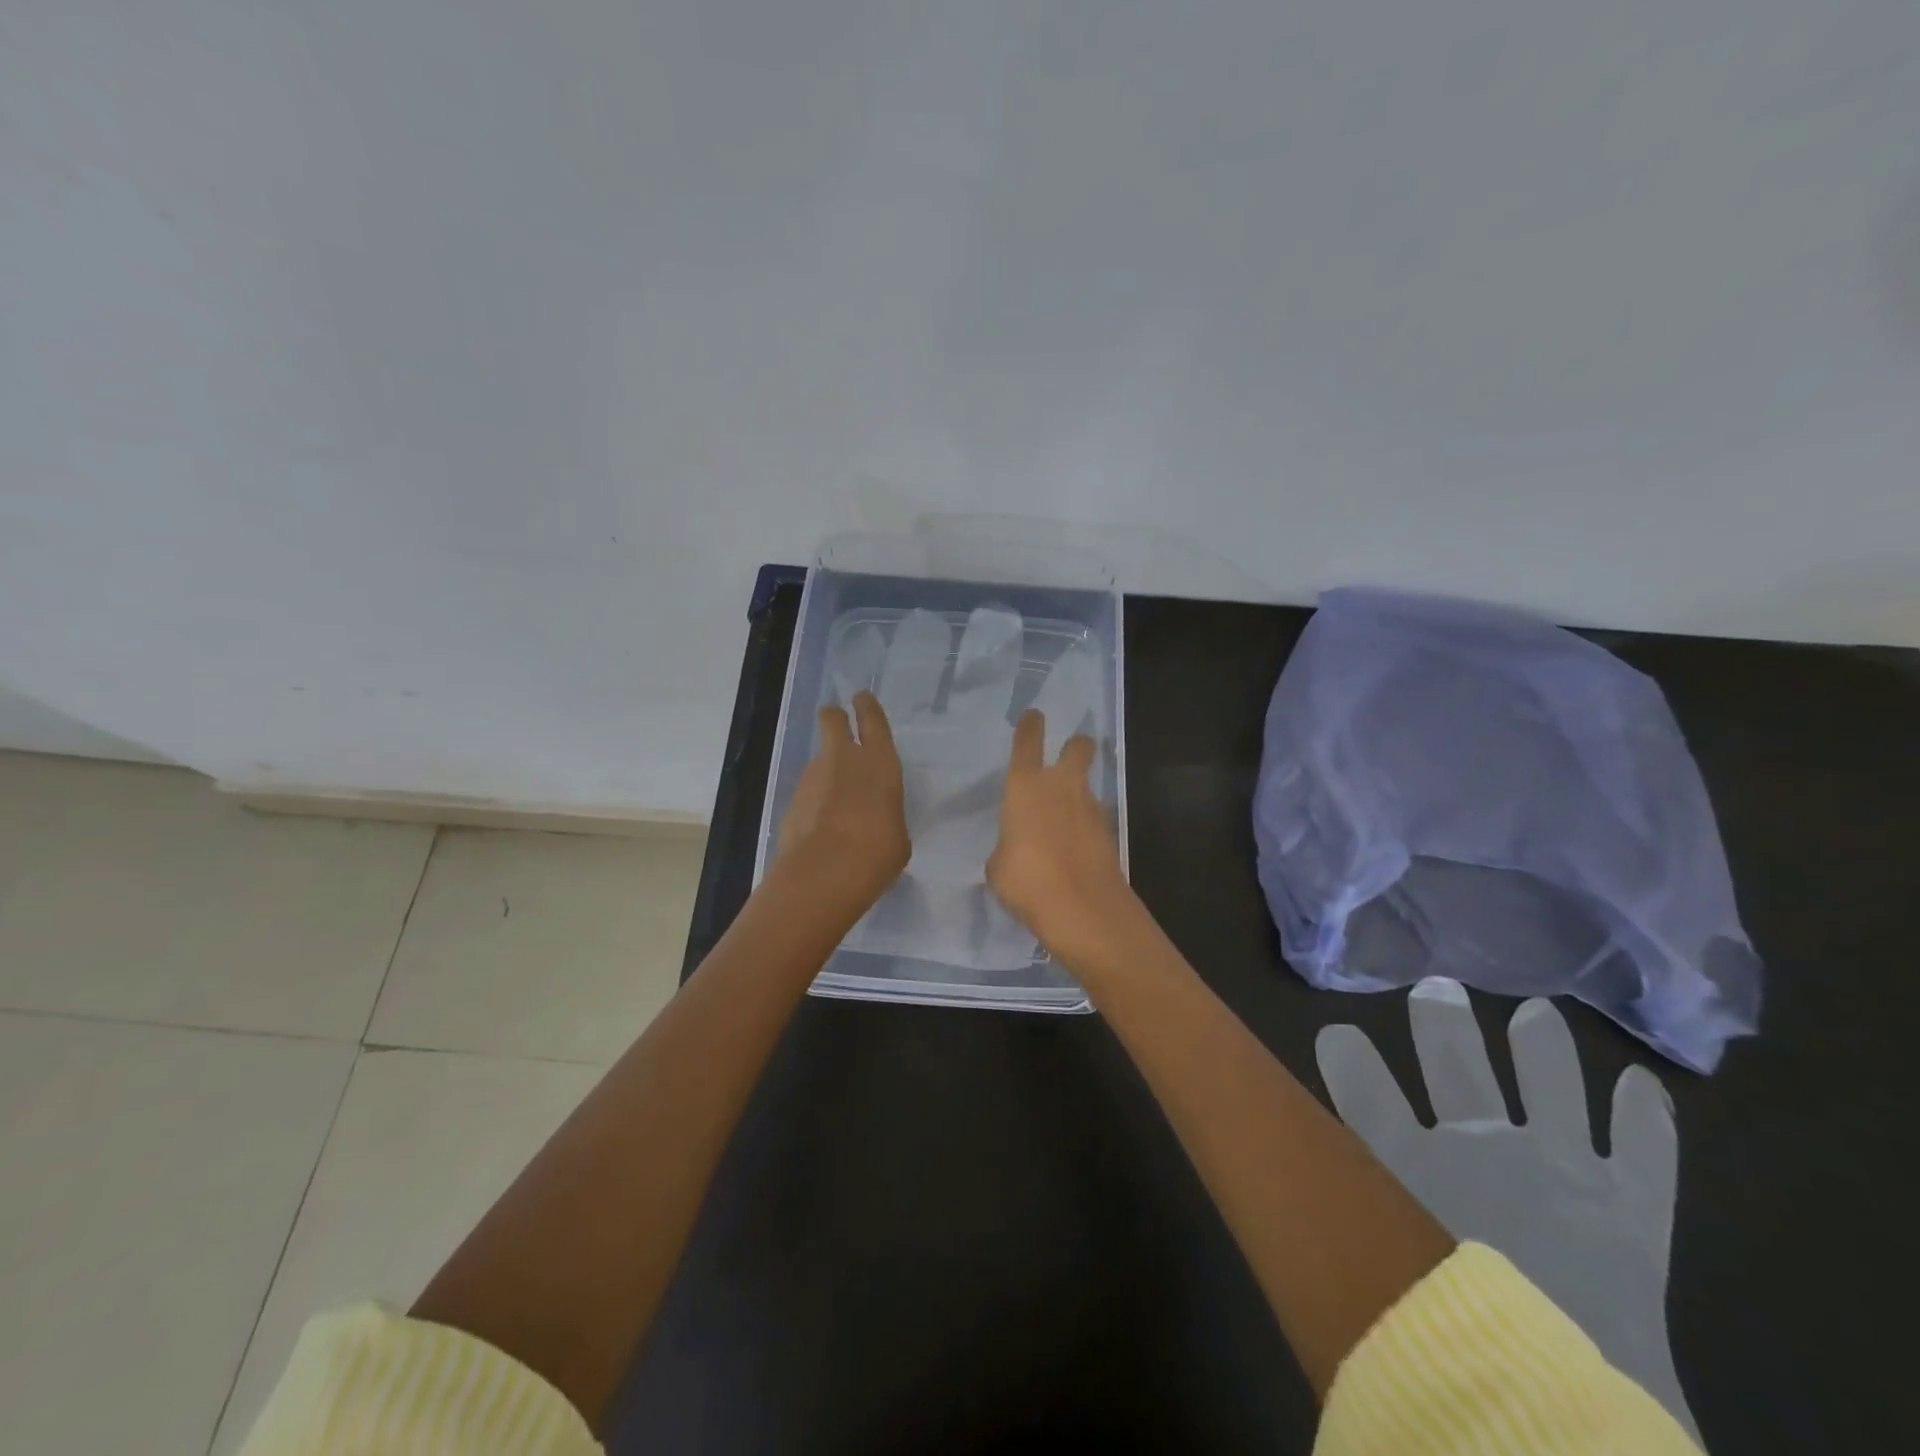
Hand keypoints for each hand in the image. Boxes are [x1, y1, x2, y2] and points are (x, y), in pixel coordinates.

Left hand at [776, 691, 910, 914]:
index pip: (872, 720)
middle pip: (832, 720)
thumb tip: (876, 818)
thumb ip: (887, 816)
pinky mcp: (791, 801)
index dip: (866, 706)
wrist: (823, 873)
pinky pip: (807, 792)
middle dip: (835, 718)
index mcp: (879, 761)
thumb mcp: (898, 835)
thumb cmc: (877, 852)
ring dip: (826, 771)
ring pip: (818, 760)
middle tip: (838, 723)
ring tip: (836, 802)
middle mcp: (843, 759)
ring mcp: (812, 778)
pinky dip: (813, 802)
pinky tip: (821, 827)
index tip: (861, 698)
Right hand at [986, 708, 1135, 964]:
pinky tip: (1075, 849)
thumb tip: (1017, 849)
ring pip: (1088, 785)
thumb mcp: (999, 866)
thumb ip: (1007, 847)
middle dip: (1077, 746)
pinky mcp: (1109, 833)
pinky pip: (1094, 819)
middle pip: (1078, 748)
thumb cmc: (1026, 880)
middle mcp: (1061, 786)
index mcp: (1025, 786)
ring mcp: (1090, 808)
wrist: (1083, 908)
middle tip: (1072, 752)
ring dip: (1079, 794)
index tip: (1033, 715)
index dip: (1030, 725)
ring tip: (1065, 819)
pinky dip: (1086, 827)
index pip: (1027, 742)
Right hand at [1317, 979, 1699, 1444]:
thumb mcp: (1377, 1271)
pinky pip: (1645, 1152)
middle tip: (1438, 990)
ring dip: (1545, 1049)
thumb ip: (1347, 1215)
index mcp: (1412, 1163)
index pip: (1364, 1089)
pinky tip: (1643, 1085)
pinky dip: (1646, 1117)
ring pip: (1552, 1087)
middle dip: (1444, 1025)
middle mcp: (1482, 1147)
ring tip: (1538, 1014)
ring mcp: (1563, 1170)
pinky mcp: (1632, 1209)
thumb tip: (1299, 1178)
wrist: (1554, 1418)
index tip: (1337, 1033)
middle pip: (1456, 1065)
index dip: (1348, 1057)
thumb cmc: (1450, 1341)